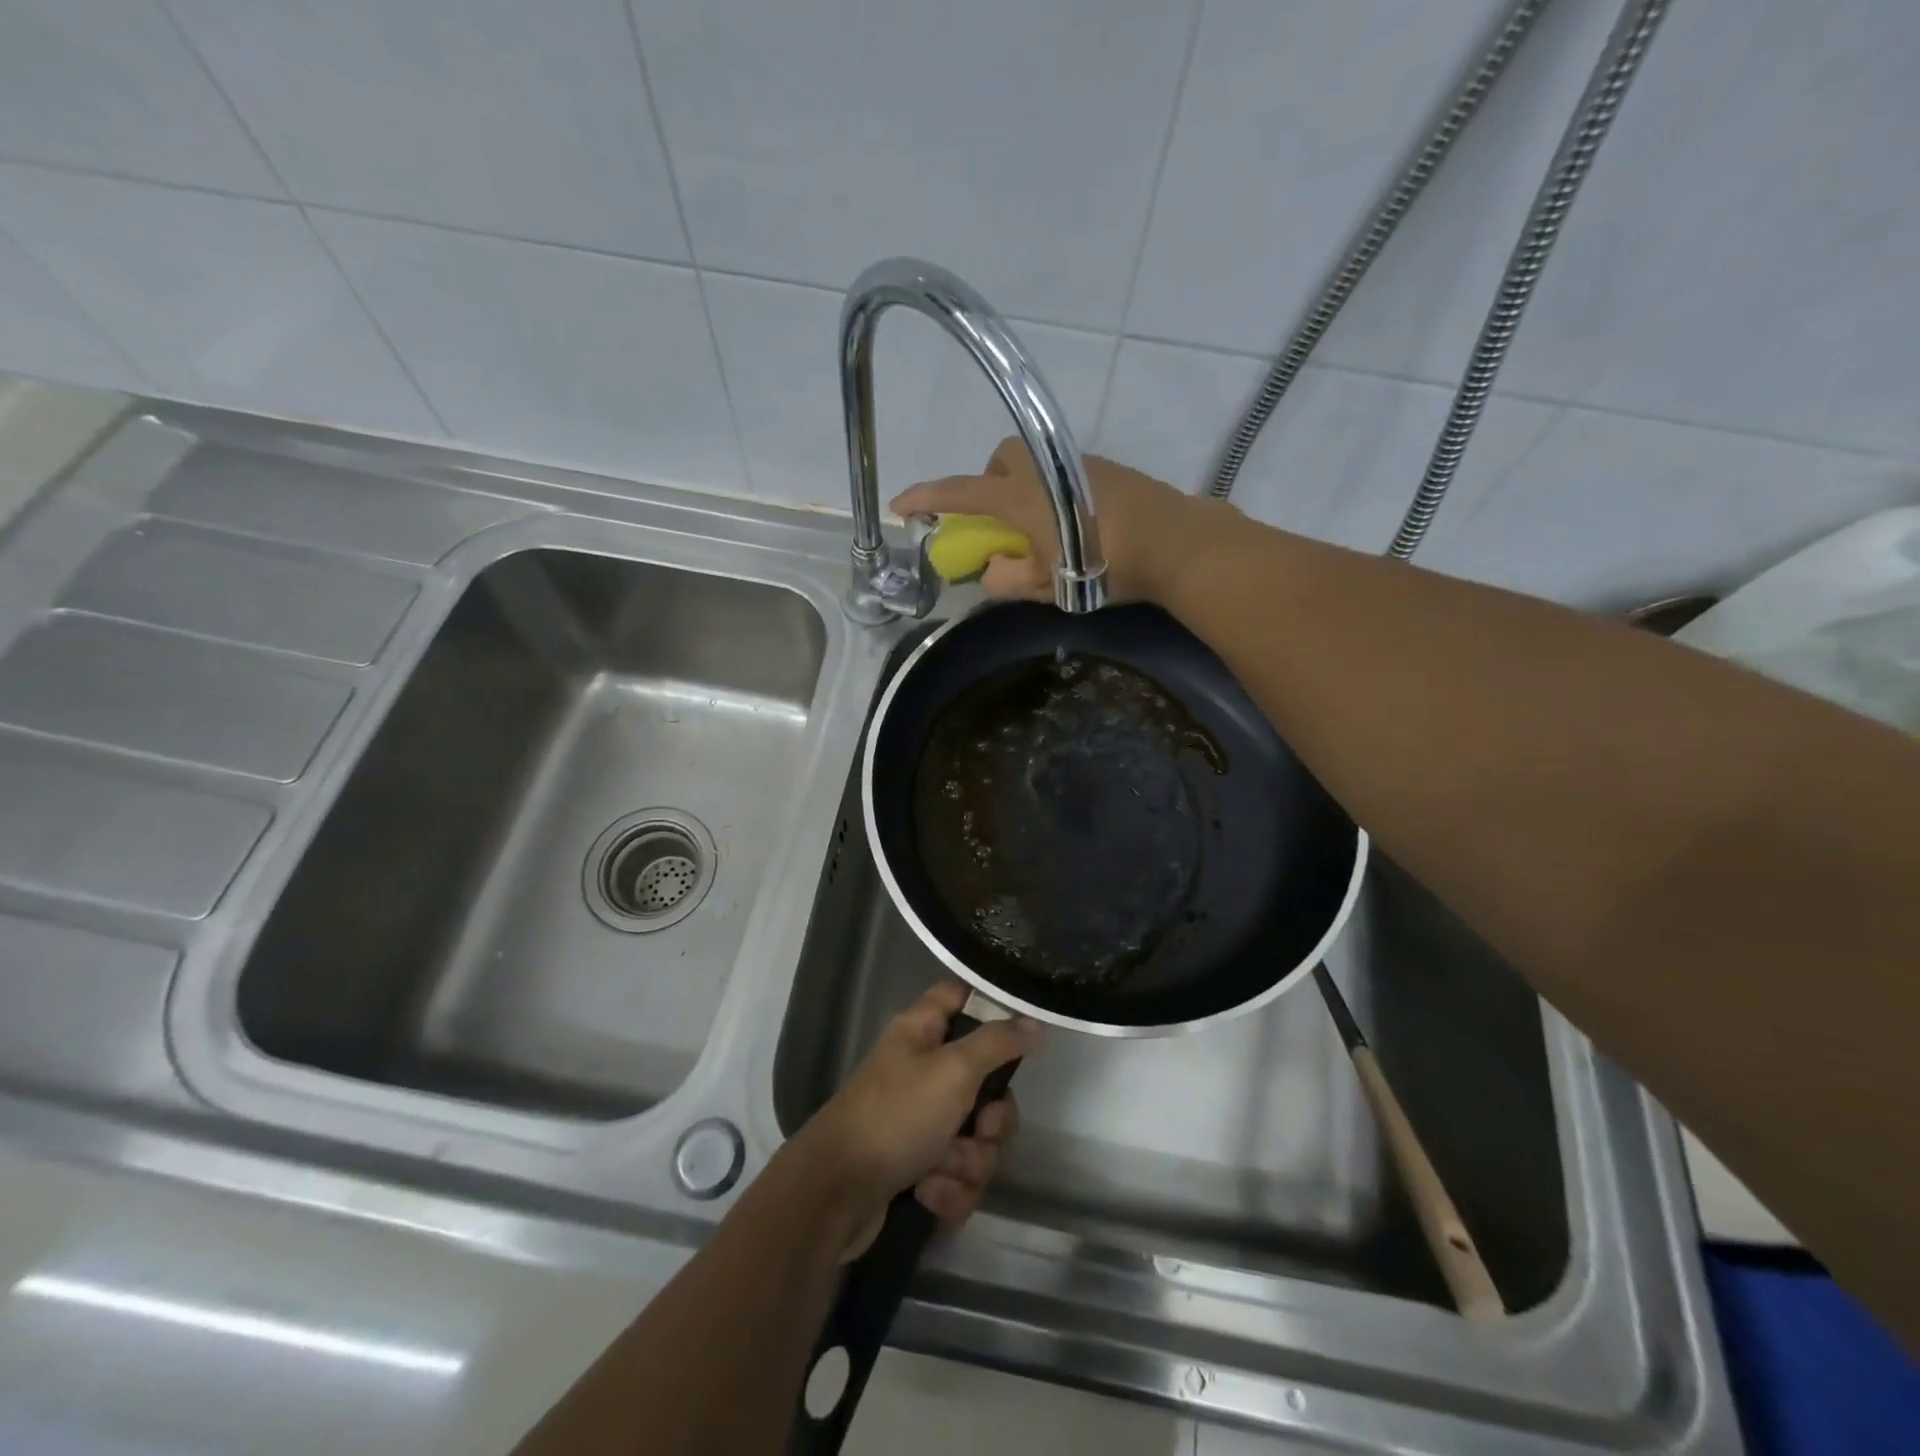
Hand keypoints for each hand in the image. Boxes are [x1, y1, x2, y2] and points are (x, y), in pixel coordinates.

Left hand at [794, 982, 1039, 1257]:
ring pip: (977, 1136)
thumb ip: (997, 1043)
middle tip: (982, 1127)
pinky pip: (957, 1174)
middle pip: (985, 1082)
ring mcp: (919, 1121)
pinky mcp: (918, 1167)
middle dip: (992, 1119)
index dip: (991, 1006)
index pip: (960, 996)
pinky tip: (927, 1194)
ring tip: (943, 1168)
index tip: (1022, 1028)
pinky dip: (949, 1189)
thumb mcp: (953, 1070)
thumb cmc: (896, 1115)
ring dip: (969, 1161)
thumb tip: (1033, 1021)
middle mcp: (922, 1071)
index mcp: (922, 1033)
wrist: (836, 1195)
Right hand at [890, 437, 1215, 604]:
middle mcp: (1044, 469)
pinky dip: (1049, 492)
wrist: (1174, 542)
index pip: (960, 494)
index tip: (900, 504)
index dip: (926, 498)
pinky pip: (1059, 471)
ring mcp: (1077, 464)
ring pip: (1031, 463)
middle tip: (996, 522)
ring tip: (1036, 529)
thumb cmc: (1103, 565)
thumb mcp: (1045, 585)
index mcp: (1021, 496)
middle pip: (999, 458)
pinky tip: (1071, 524)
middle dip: (986, 483)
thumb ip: (1005, 580)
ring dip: (1020, 489)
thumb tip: (990, 572)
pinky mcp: (1104, 470)